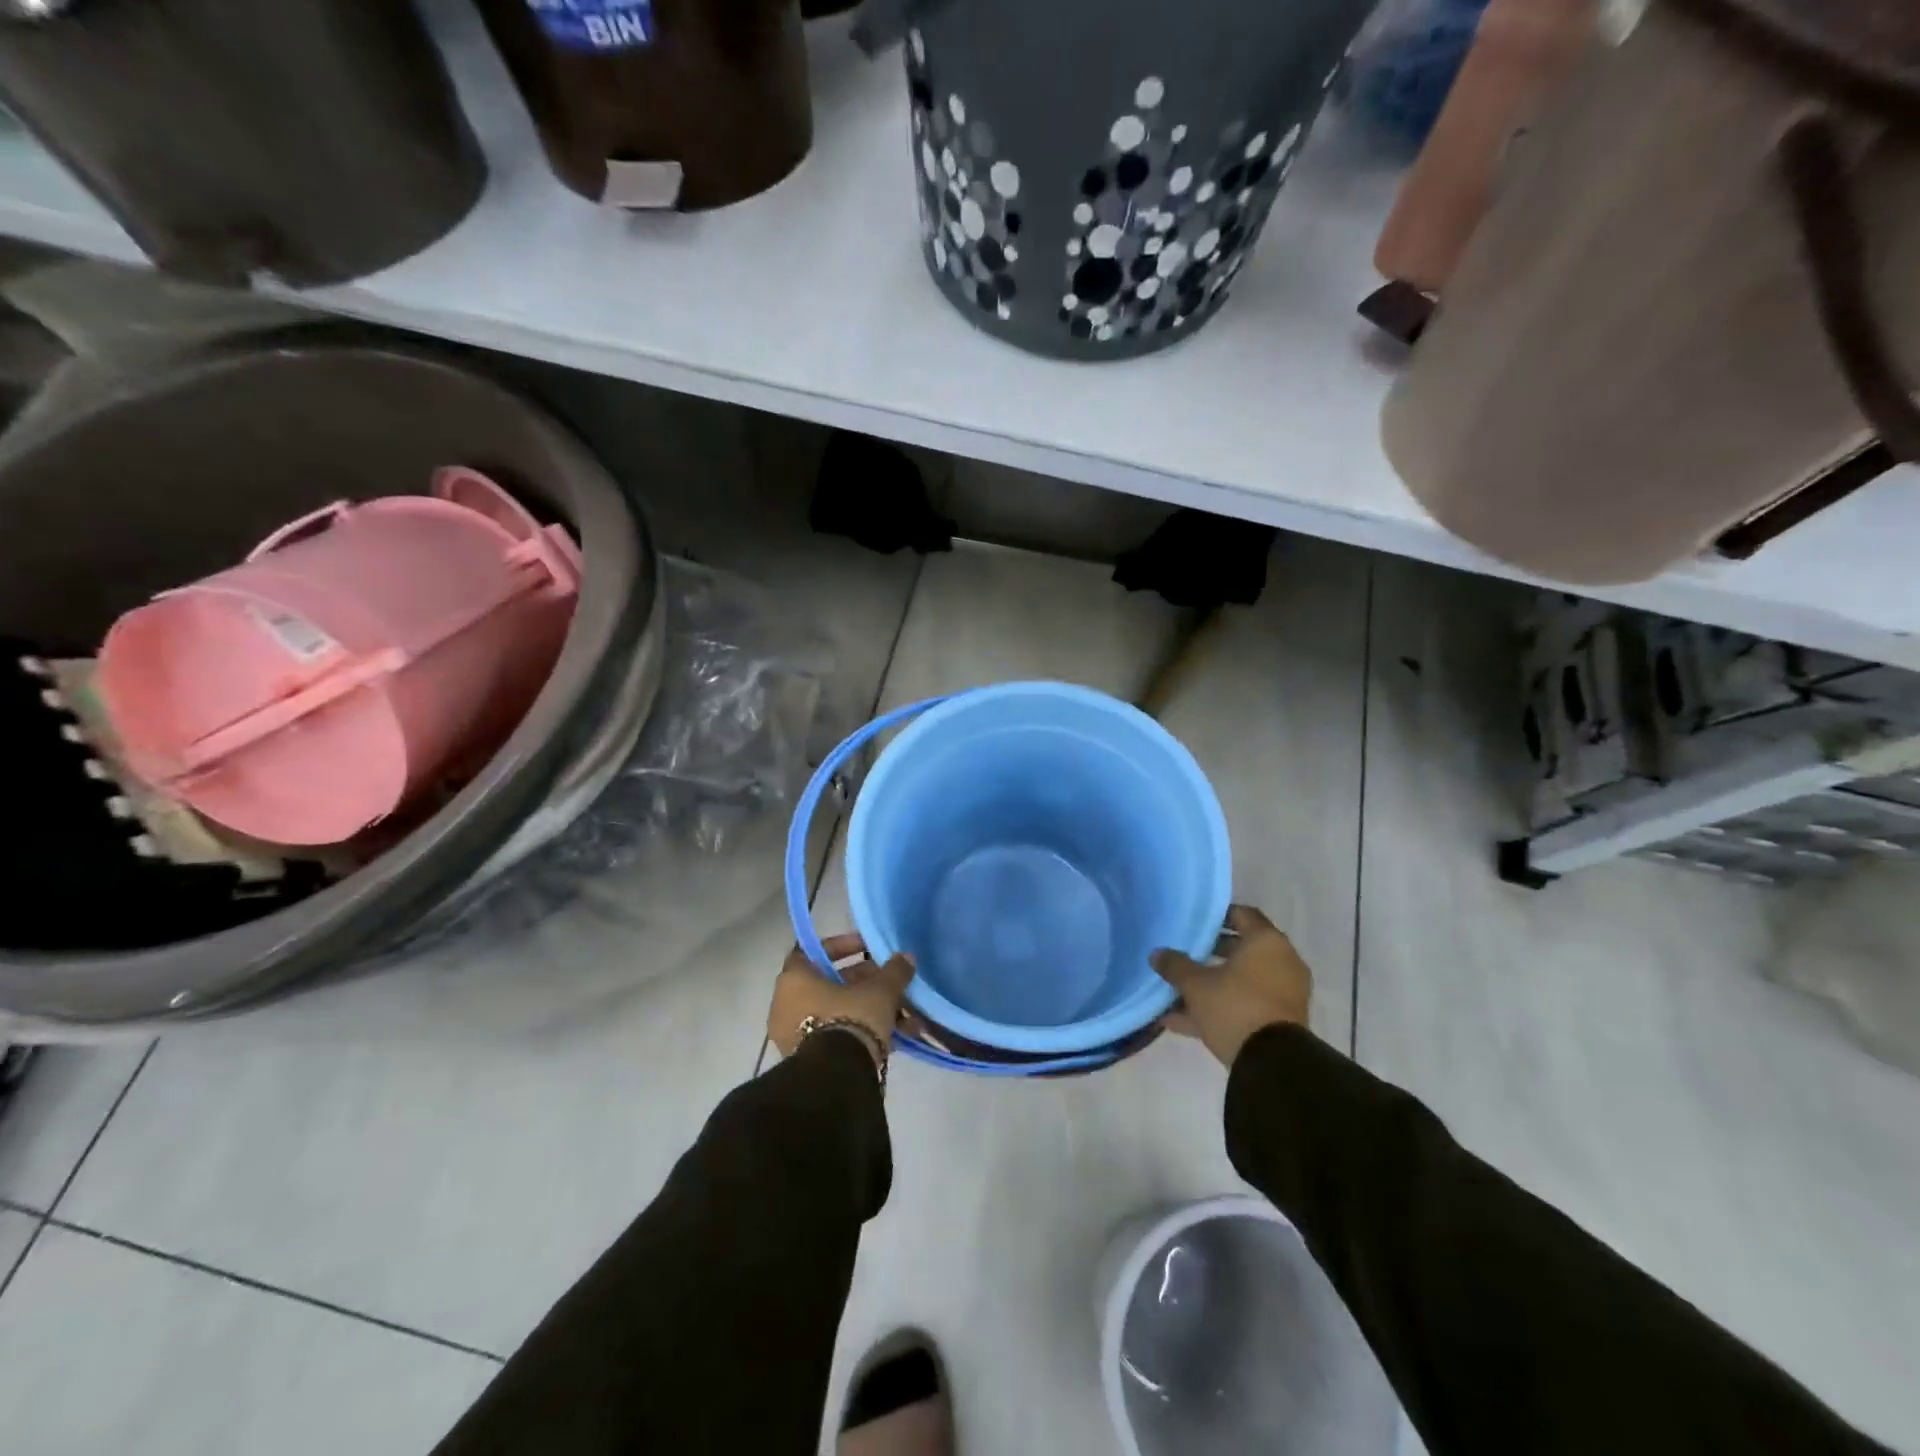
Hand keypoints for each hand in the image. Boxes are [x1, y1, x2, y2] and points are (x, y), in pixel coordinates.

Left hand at [769, 933, 914, 1067]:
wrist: (836, 1078)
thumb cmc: (850, 1018)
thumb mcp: (880, 991)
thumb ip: (894, 971)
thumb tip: (906, 957)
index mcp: (794, 979)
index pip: (813, 951)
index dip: (842, 947)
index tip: (868, 949)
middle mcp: (785, 1004)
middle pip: (831, 984)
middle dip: (867, 983)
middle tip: (892, 985)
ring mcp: (793, 1034)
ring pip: (838, 1013)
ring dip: (871, 1012)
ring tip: (907, 1020)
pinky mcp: (806, 1060)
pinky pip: (836, 1036)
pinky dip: (862, 1034)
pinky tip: (897, 1042)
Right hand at [1151, 904, 1310, 1066]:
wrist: (1272, 1062)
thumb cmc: (1235, 1005)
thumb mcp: (1195, 984)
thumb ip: (1175, 965)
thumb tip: (1156, 954)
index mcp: (1267, 942)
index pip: (1243, 915)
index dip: (1218, 915)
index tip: (1195, 919)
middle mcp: (1282, 962)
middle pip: (1242, 949)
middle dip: (1211, 952)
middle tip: (1185, 952)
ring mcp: (1284, 993)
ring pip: (1242, 981)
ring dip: (1212, 984)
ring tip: (1177, 991)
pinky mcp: (1280, 1021)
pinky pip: (1246, 1004)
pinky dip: (1221, 1007)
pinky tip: (1181, 1020)